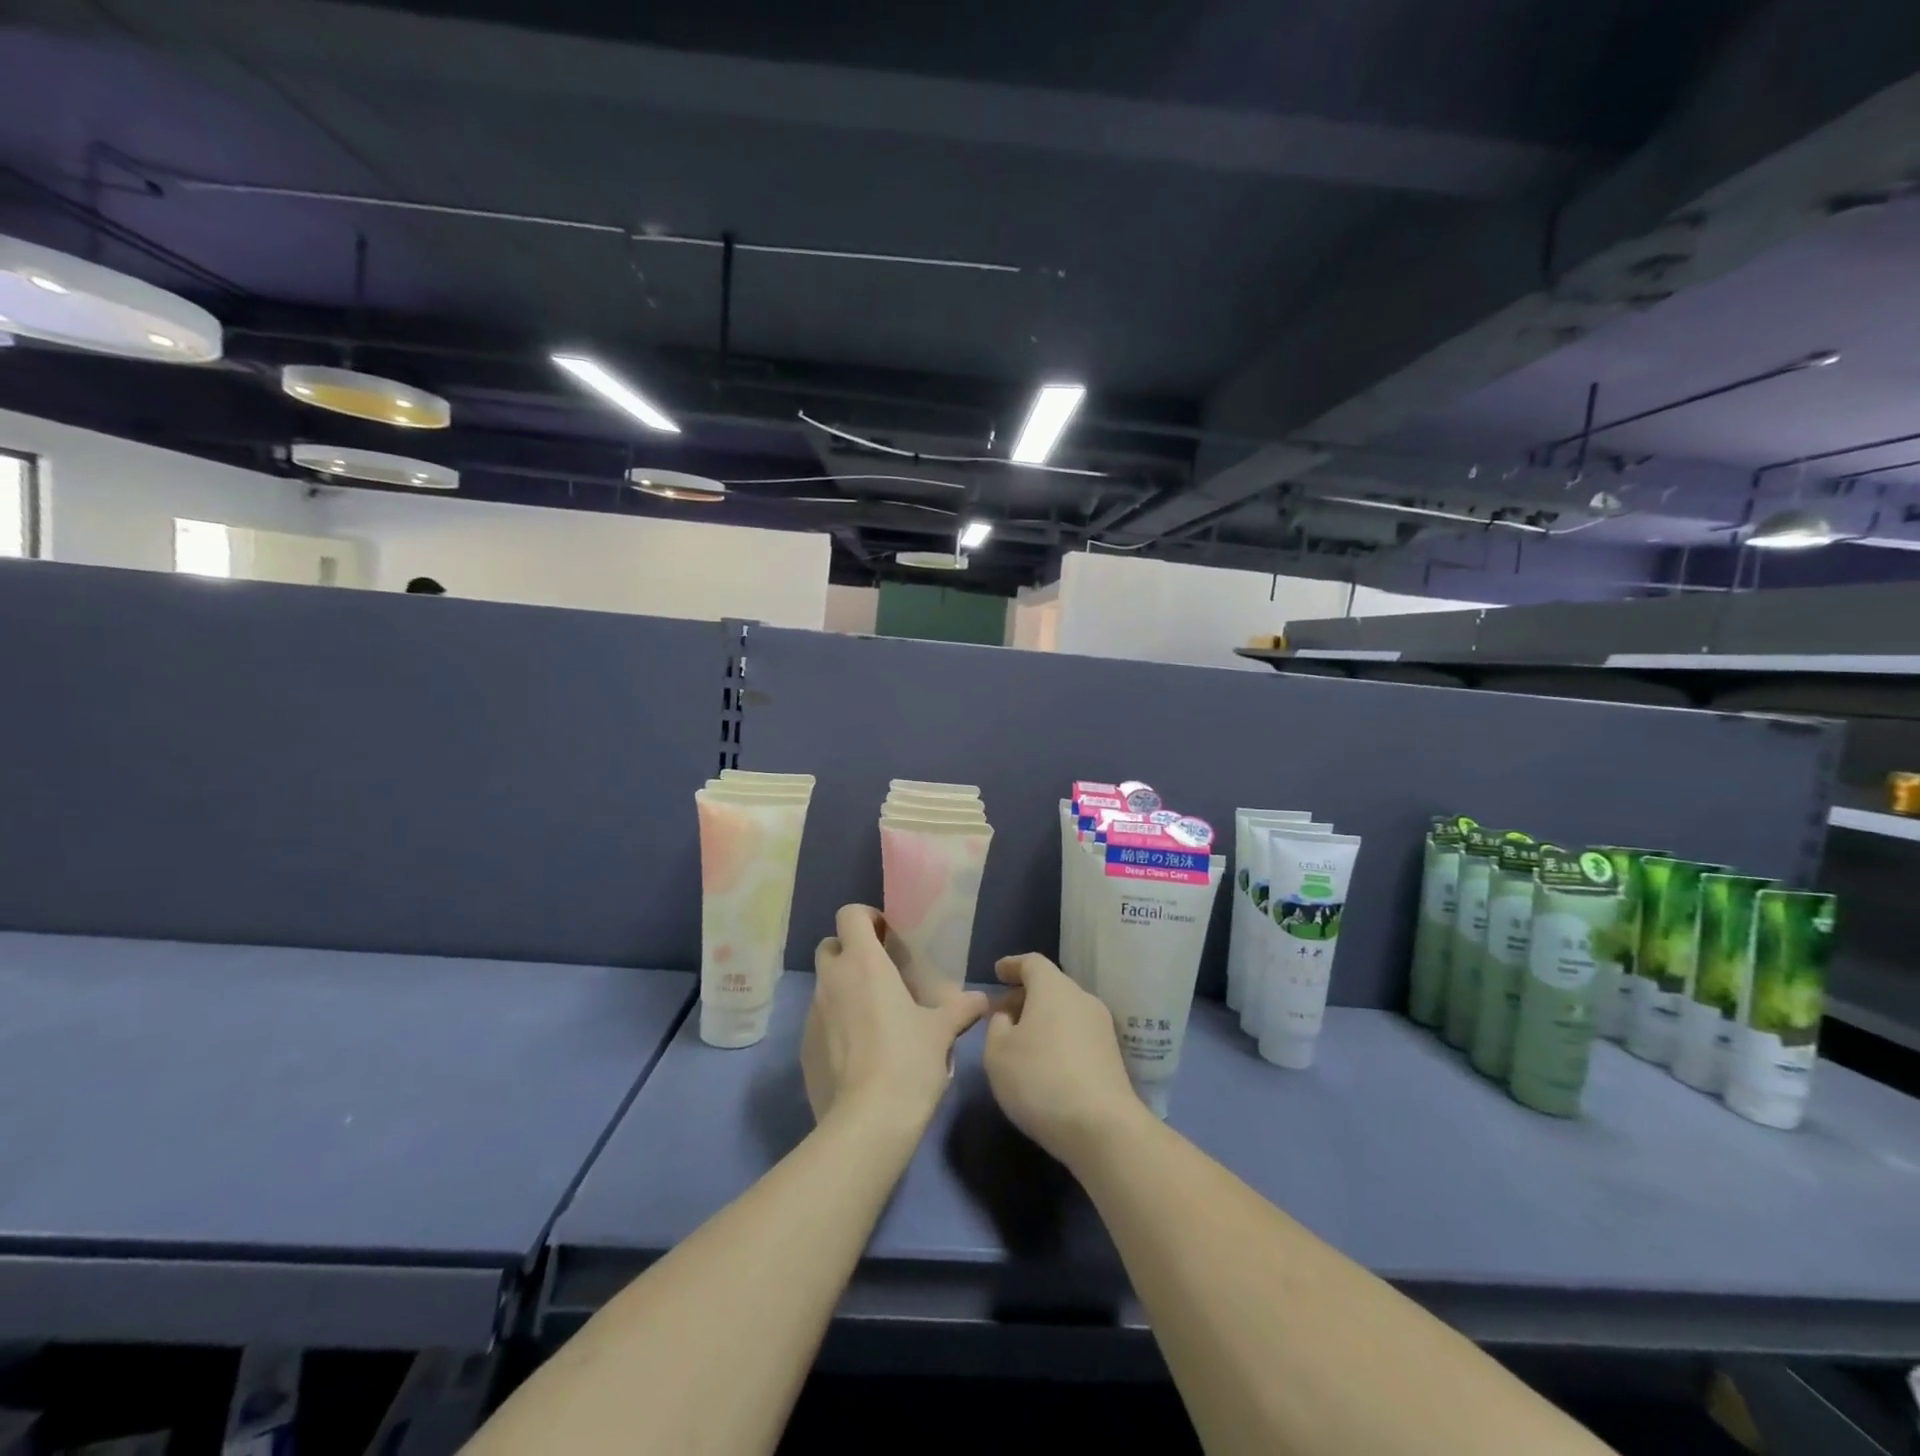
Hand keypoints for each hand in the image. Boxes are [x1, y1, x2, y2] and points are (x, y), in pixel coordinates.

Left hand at [802, 904, 987, 1127]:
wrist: (867, 1121)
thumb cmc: (908, 1060)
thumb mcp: (942, 1031)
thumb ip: (960, 1008)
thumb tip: (981, 1000)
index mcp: (863, 963)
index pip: (850, 914)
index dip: (867, 918)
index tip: (888, 937)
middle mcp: (832, 980)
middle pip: (830, 945)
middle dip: (851, 951)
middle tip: (880, 972)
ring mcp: (813, 1014)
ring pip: (824, 984)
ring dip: (843, 988)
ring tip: (874, 1014)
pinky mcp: (804, 1047)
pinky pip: (819, 1020)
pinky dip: (835, 1023)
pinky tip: (860, 1050)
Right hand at [982, 953, 1148, 1166]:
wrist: (1102, 1127)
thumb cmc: (1040, 1079)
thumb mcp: (998, 1053)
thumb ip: (996, 1026)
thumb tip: (1008, 1016)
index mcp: (1053, 988)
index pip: (1032, 963)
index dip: (1012, 965)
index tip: (998, 972)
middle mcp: (1082, 998)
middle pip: (1051, 985)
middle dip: (1025, 995)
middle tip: (1002, 1013)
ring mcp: (1102, 1026)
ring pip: (1066, 1010)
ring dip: (1043, 1018)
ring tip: (1022, 1040)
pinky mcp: (1112, 1054)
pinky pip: (1078, 1032)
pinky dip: (1059, 1036)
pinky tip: (1046, 1061)